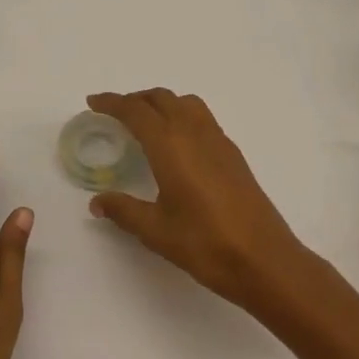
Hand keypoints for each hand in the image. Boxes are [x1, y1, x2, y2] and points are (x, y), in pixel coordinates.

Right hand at [85, 89, 306, 308]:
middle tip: (115, 113)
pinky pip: (202, 119)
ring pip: (185, 104)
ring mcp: (218, 141)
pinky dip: (182, 116)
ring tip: (146, 123)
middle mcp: (194, 133)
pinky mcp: (233, 154)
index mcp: (170, 145)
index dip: (112, 103)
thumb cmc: (205, 243)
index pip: (136, 111)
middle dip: (135, 99)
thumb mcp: (156, 231)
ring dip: (161, 104)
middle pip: (161, 99)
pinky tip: (177, 146)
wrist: (264, 259)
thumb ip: (124, 211)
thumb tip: (97, 202)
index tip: (93, 102)